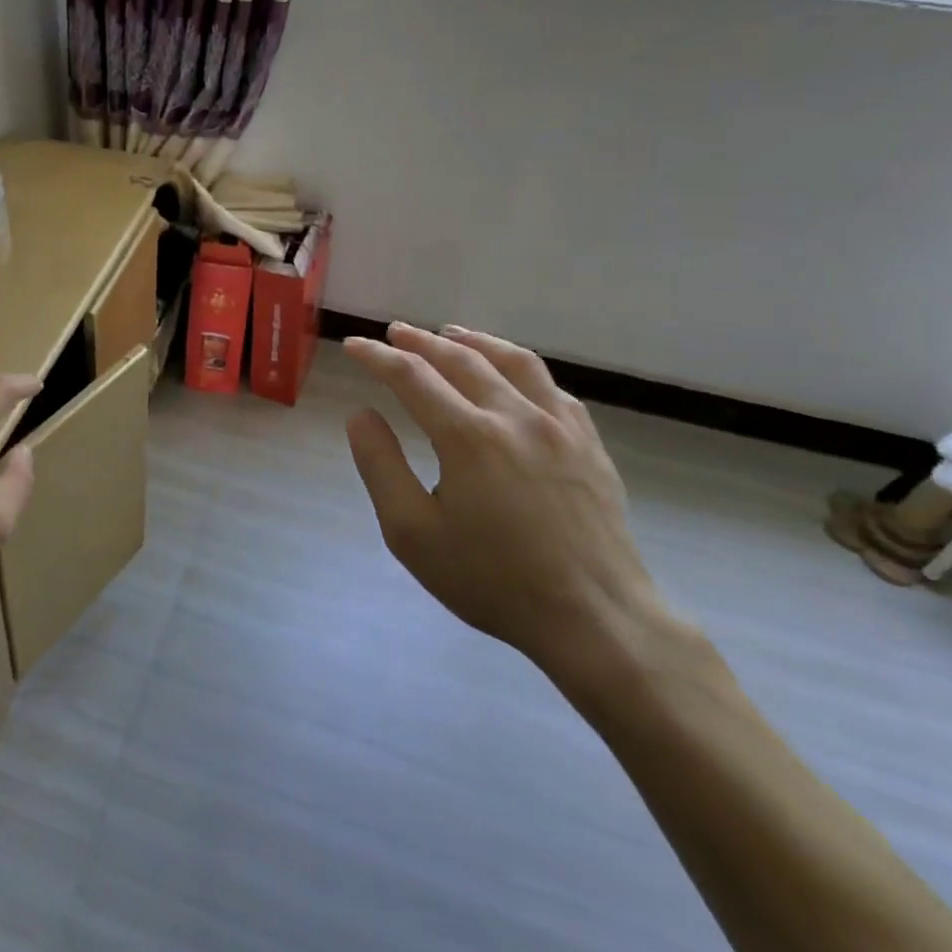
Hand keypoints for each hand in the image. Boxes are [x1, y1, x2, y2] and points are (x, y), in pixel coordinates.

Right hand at [343, 324, 671, 681]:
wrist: (596, 620)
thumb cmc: (492, 580)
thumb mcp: (412, 533)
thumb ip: (380, 466)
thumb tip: (361, 415)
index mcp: (467, 436)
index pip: (411, 376)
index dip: (378, 356)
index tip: (355, 345)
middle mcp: (514, 416)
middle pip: (460, 359)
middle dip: (421, 341)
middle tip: (396, 332)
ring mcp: (559, 427)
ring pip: (513, 361)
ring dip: (475, 341)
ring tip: (452, 333)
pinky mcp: (589, 444)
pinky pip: (552, 387)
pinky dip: (521, 368)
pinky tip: (513, 375)